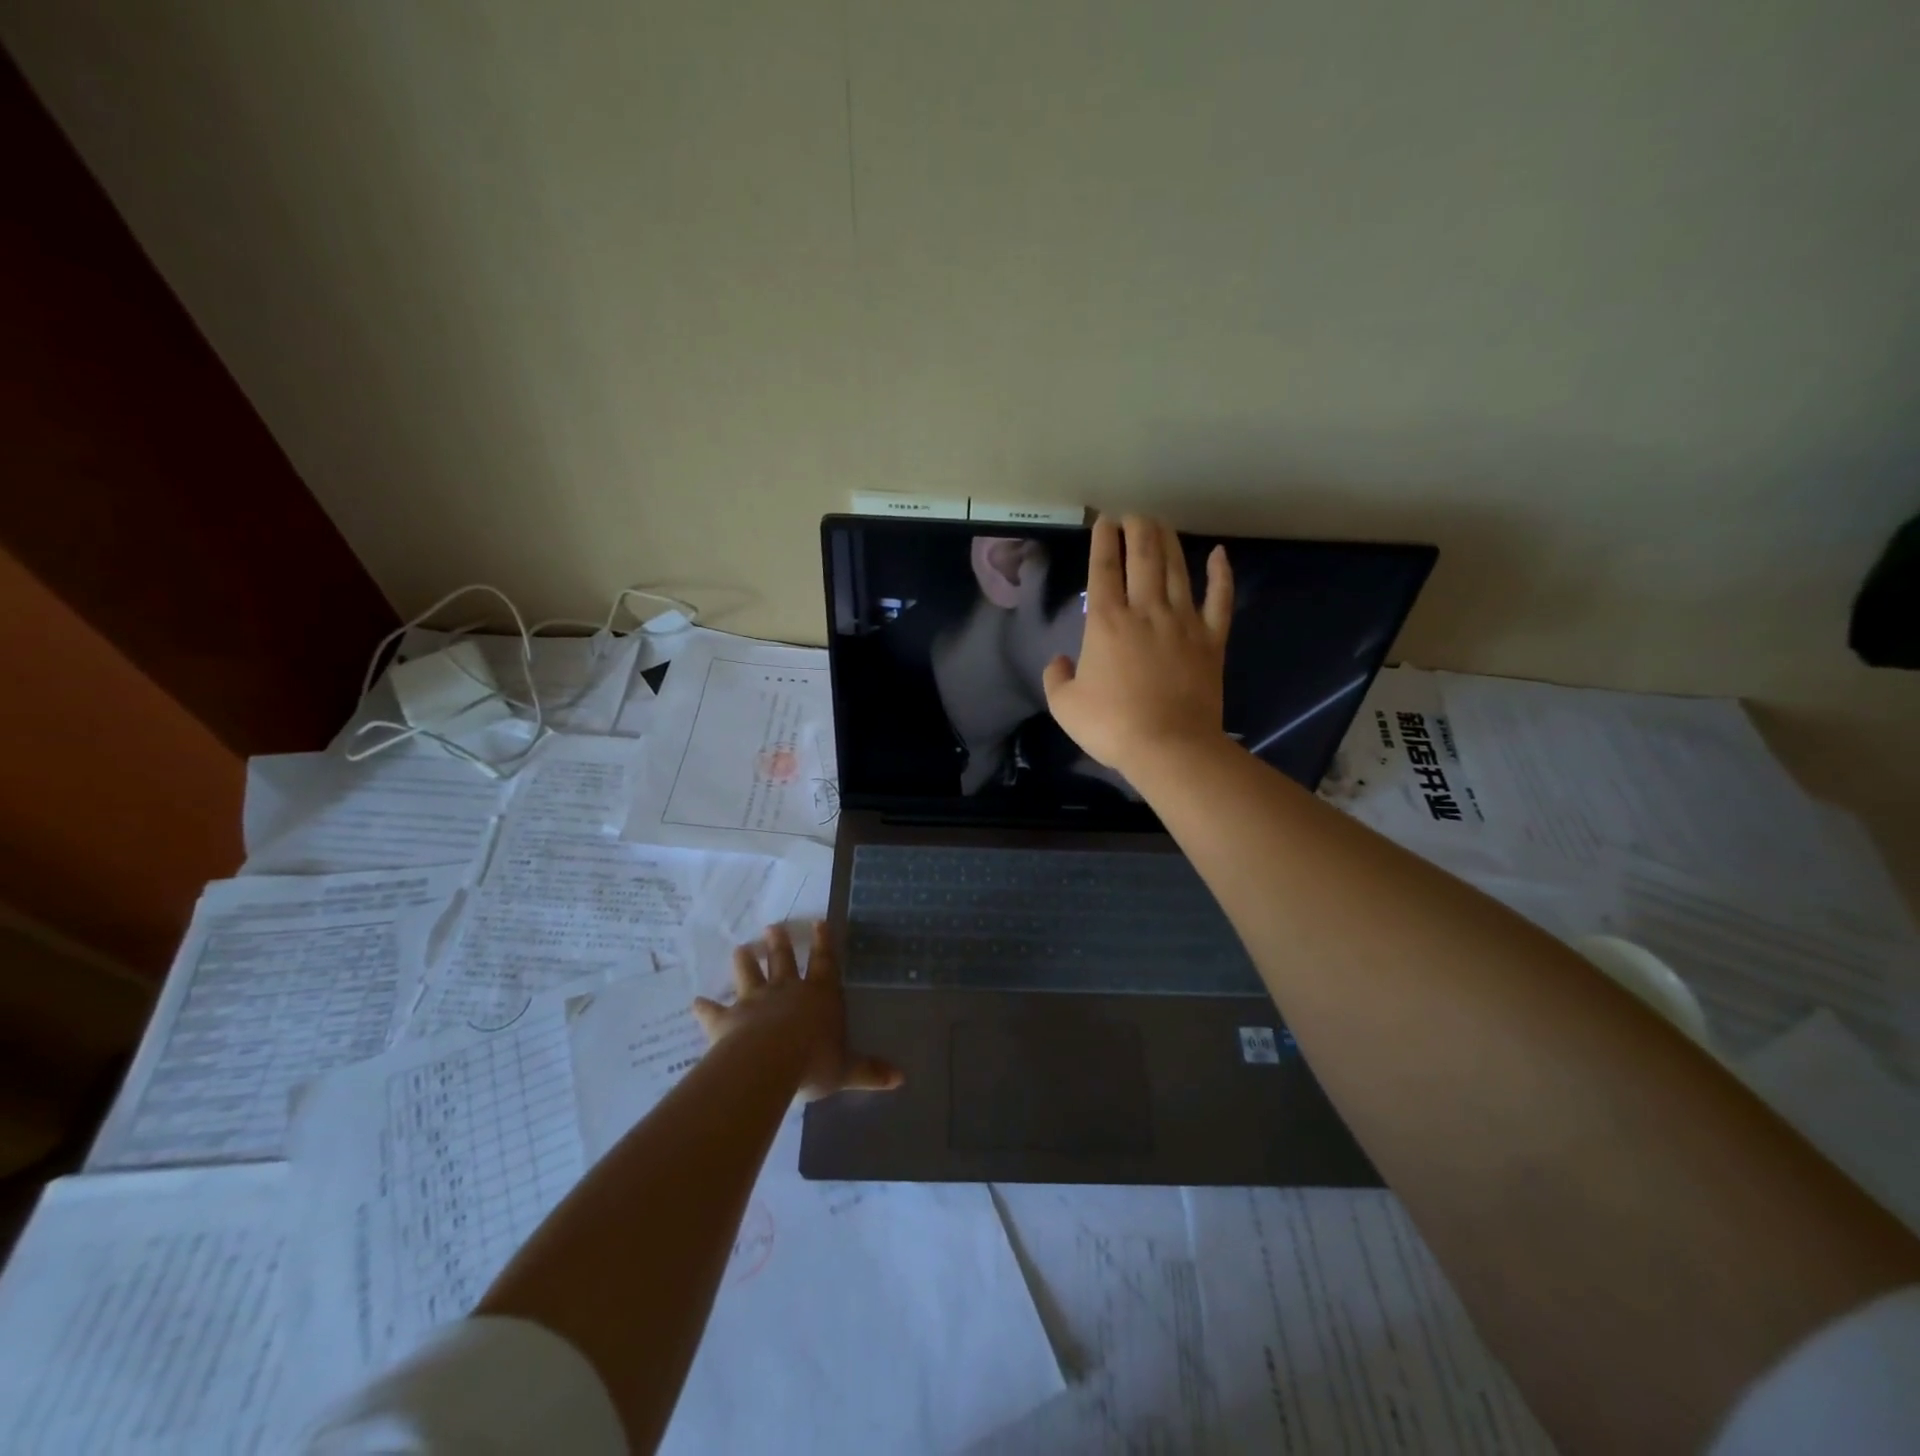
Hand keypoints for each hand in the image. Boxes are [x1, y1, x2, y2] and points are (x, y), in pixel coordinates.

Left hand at [692, 922, 903, 1101]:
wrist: (769, 1063)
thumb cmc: (814, 1061)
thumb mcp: (848, 1070)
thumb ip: (869, 1071)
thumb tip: (901, 1079)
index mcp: (819, 996)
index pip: (824, 963)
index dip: (823, 943)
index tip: (818, 921)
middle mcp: (787, 991)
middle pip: (784, 961)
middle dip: (780, 944)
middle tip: (773, 927)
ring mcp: (755, 1002)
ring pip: (749, 975)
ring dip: (745, 962)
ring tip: (741, 948)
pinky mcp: (727, 1019)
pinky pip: (714, 1011)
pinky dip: (705, 1007)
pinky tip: (695, 1002)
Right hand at [1043, 514, 1232, 776]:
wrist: (1169, 746)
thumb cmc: (1111, 726)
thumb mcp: (1065, 706)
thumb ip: (1056, 678)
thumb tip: (1060, 661)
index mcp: (1106, 622)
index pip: (1103, 569)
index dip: (1103, 541)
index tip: (1104, 521)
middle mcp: (1146, 610)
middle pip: (1143, 557)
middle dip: (1137, 530)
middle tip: (1133, 516)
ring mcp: (1183, 622)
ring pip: (1177, 569)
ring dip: (1168, 541)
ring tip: (1161, 523)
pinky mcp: (1211, 640)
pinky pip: (1220, 599)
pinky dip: (1221, 575)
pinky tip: (1219, 555)